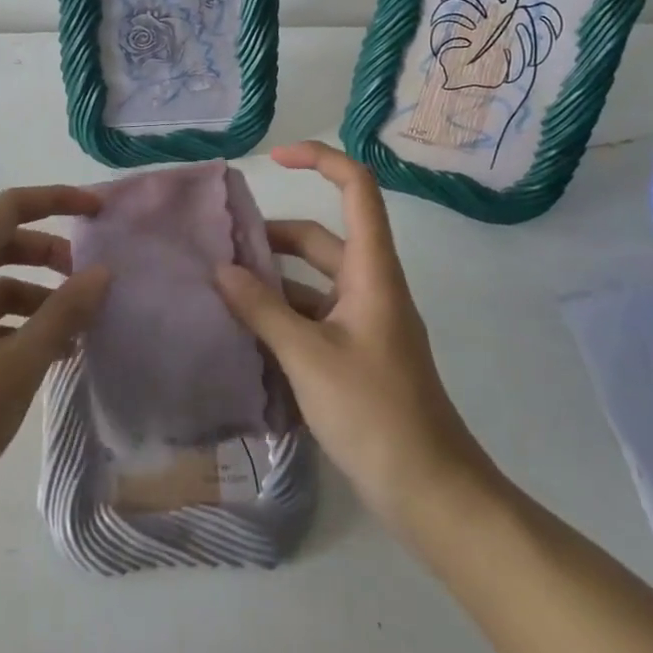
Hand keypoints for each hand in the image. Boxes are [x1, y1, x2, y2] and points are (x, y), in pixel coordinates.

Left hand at [0, 185, 108, 538]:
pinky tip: (47, 358)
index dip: (57, 200)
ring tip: (77, 330)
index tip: (99, 213)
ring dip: (37, 297)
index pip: (8, 208)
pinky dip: (16, 327)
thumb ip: (63, 314)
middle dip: (49, 255)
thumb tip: (102, 272)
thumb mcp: (16, 366)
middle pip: (0, 244)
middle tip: (90, 280)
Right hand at [214, 142, 495, 533]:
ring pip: (315, 281)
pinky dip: (283, 315)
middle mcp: (370, 286)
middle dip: (274, 235)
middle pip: (323, 238)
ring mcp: (365, 322)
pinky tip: (245, 332)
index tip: (274, 161)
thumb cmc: (375, 413)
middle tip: (221, 245)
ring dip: (274, 279)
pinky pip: (315, 316)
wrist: (431, 491)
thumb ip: (262, 310)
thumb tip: (221, 270)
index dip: (320, 161)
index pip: (356, 189)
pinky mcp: (357, 354)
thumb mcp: (308, 357)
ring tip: (222, 287)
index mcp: (372, 271)